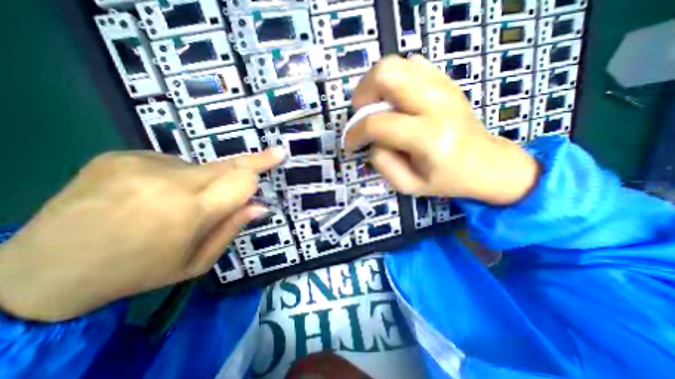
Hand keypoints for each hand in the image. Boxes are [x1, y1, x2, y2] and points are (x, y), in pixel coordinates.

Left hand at [0, 150, 281, 320]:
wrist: (40, 272)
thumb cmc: (138, 272)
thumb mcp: (196, 262)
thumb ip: (232, 229)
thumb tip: (260, 206)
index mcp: (188, 212)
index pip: (241, 179)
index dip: (261, 168)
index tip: (279, 155)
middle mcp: (168, 181)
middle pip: (228, 164)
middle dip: (252, 161)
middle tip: (274, 153)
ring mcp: (141, 163)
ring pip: (202, 166)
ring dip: (205, 181)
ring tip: (178, 204)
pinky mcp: (121, 155)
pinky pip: (172, 163)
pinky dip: (177, 177)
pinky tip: (153, 195)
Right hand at [346, 54, 541, 205]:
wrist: (486, 163)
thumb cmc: (445, 179)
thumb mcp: (407, 186)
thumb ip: (382, 163)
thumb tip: (371, 140)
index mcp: (428, 137)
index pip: (377, 123)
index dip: (354, 133)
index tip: (350, 143)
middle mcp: (436, 103)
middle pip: (385, 74)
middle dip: (362, 95)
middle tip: (361, 115)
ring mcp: (443, 86)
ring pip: (395, 64)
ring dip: (375, 85)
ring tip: (375, 107)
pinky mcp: (445, 81)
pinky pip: (409, 65)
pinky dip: (393, 80)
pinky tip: (395, 101)